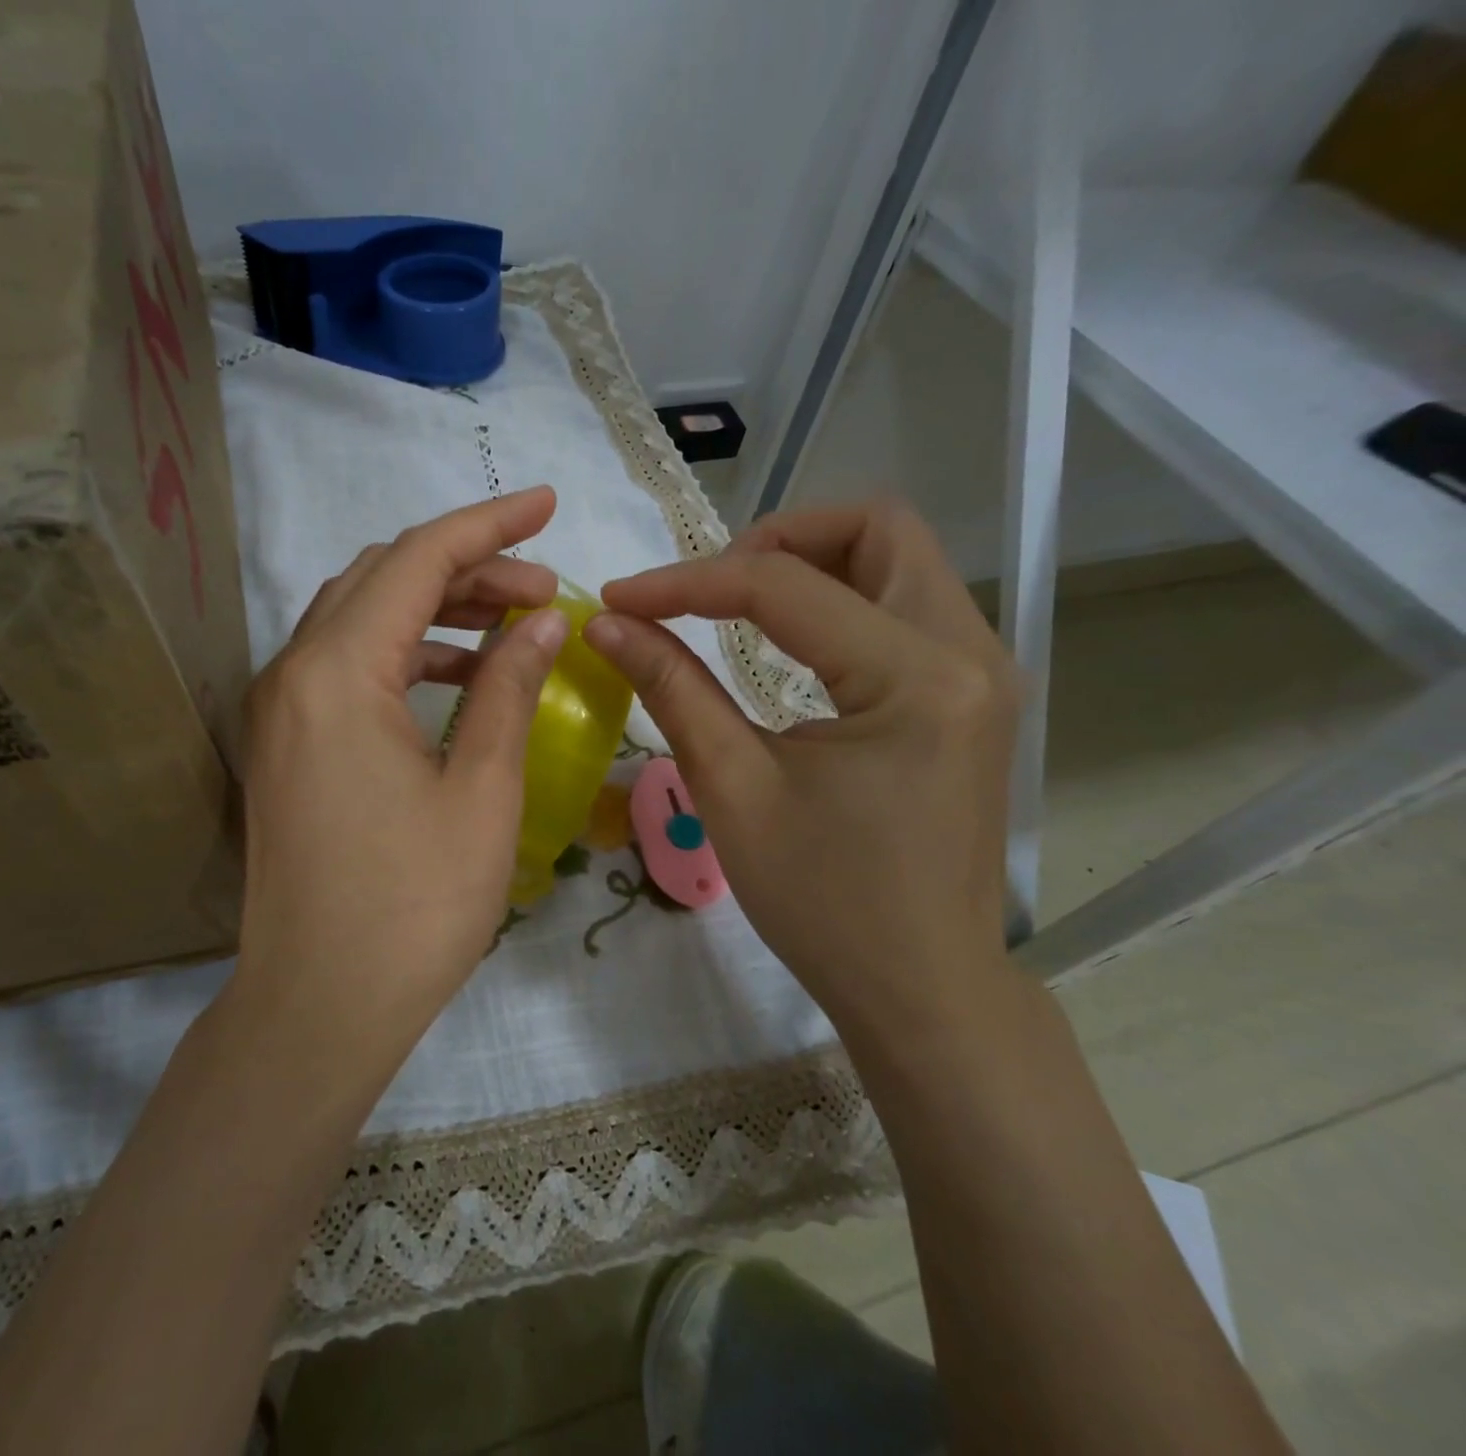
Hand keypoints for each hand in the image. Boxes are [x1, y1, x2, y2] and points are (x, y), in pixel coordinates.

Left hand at [235, 487, 565, 1052]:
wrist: (319, 1007)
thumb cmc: (413, 907)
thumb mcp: (480, 791)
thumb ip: (507, 688)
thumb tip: (540, 620)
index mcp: (337, 673)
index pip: (417, 560)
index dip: (488, 525)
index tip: (548, 503)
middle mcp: (291, 674)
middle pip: (381, 579)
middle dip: (465, 567)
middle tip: (542, 587)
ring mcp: (279, 711)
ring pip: (360, 620)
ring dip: (434, 608)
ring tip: (511, 624)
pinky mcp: (285, 746)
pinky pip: (345, 668)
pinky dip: (404, 654)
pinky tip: (457, 675)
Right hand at [582, 500, 1017, 1035]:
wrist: (920, 985)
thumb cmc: (823, 902)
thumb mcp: (733, 790)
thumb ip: (671, 689)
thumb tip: (608, 624)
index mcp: (915, 678)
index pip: (784, 586)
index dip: (687, 582)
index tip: (619, 598)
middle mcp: (968, 652)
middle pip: (877, 529)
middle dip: (778, 538)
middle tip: (708, 588)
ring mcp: (981, 671)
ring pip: (899, 560)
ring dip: (813, 564)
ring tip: (739, 608)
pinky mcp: (972, 695)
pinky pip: (907, 607)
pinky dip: (841, 601)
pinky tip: (792, 645)